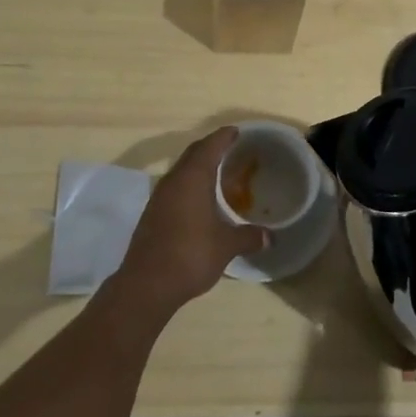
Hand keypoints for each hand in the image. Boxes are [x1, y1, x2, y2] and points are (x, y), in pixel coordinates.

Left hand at [116, 128, 268, 315]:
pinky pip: (174, 187)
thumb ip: (248, 237)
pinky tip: (199, 200)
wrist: (146, 285)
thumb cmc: (190, 255)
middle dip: (212, 147)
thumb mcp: (226, 246)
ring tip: (218, 173)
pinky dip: (189, 184)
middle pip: (194, 153)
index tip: (238, 131)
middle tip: (231, 149)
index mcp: (193, 177)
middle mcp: (174, 180)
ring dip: (198, 166)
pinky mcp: (152, 213)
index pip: (211, 145)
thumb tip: (270, 237)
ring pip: (181, 170)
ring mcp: (159, 196)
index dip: (225, 136)